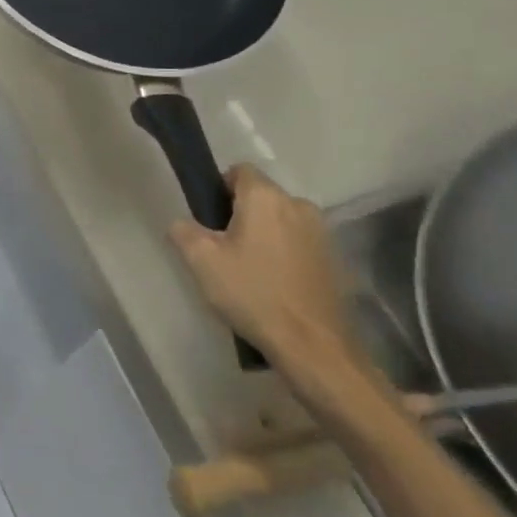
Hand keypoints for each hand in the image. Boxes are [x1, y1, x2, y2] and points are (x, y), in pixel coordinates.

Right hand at [169, 165, 357, 379]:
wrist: (312, 346)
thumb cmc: (252, 293)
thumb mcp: (201, 260)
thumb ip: (183, 231)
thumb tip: (182, 224)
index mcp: (265, 197)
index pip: (239, 170)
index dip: (219, 188)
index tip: (209, 219)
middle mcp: (298, 205)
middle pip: (261, 195)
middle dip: (240, 213)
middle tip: (223, 248)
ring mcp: (321, 233)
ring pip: (280, 220)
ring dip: (264, 233)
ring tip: (249, 269)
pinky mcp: (334, 259)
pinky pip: (298, 242)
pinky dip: (284, 253)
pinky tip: (273, 284)